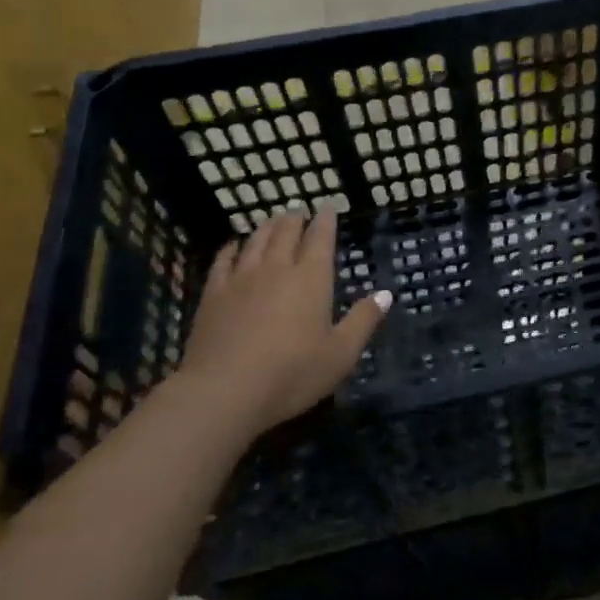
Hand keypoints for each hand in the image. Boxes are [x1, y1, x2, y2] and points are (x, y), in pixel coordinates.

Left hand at [180, 210, 388, 431]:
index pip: (320, 238)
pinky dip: (231, 248)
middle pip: (286, 232)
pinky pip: (223, 261)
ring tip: (273, 220)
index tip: (327, 207)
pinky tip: (233, 245)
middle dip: (295, 219)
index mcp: (311, 278)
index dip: (325, 220)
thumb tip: (386, 294)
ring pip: (256, 241)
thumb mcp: (341, 354)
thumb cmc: (292, 374)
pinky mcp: (213, 295)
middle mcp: (277, 268)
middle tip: (299, 212)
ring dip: (267, 227)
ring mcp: (241, 279)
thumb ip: (363, 320)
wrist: (223, 392)